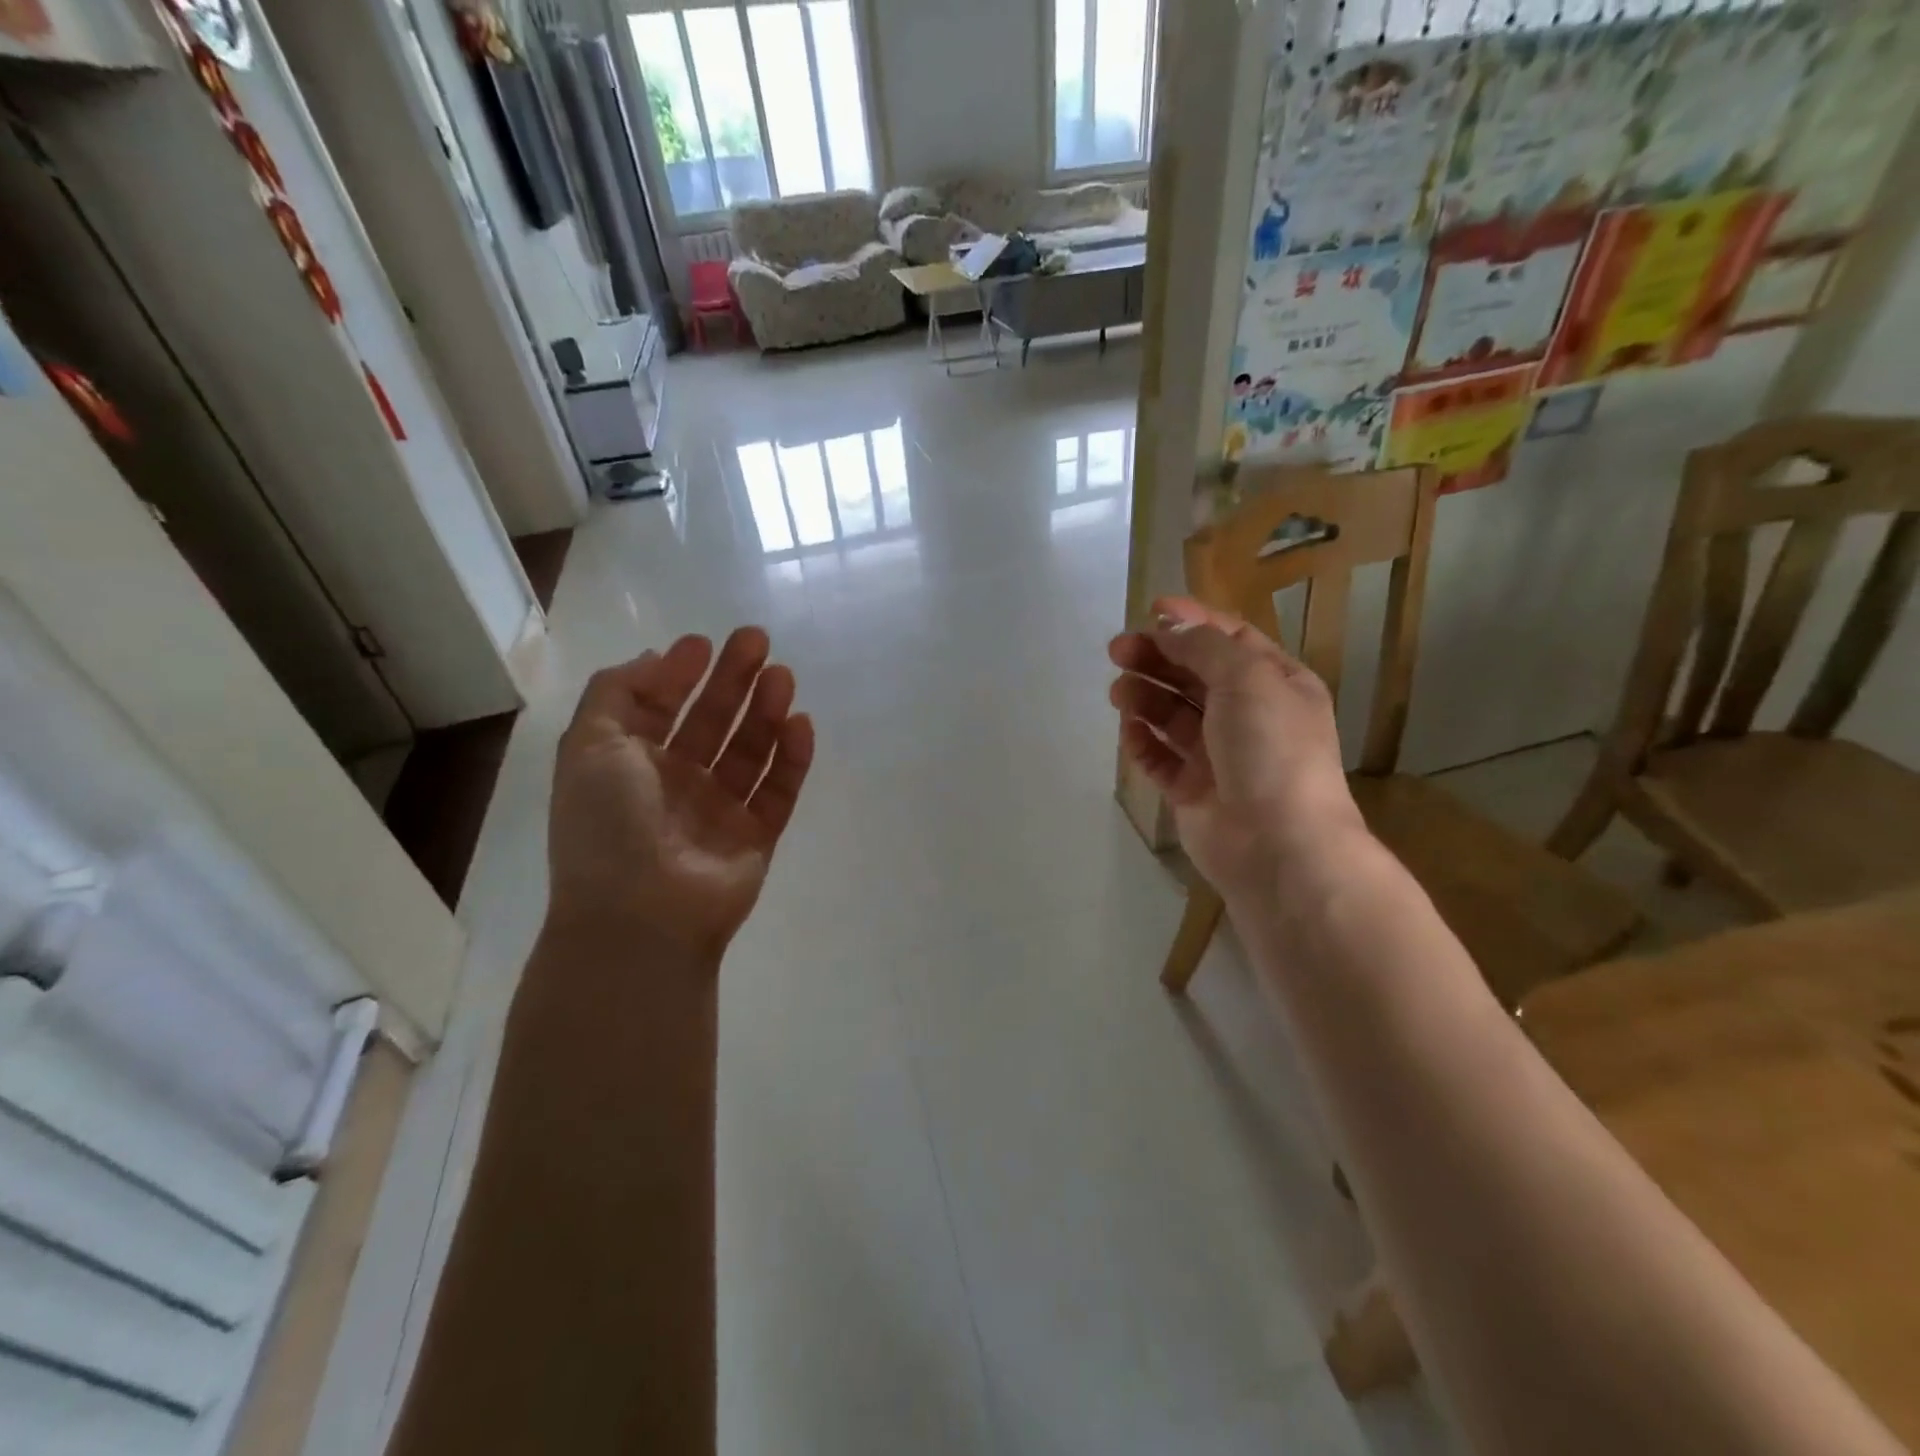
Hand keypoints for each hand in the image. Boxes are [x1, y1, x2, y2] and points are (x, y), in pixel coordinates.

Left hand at [546, 628, 813, 962]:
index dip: (680, 673)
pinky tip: (799, 724)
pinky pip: (779, 790)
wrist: (641, 917)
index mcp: (630, 764)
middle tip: (758, 641)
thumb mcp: (589, 745)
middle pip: (711, 721)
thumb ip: (616, 692)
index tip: (704, 643)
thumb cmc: (608, 825)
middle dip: (733, 680)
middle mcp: (675, 783)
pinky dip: (791, 758)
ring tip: (783, 677)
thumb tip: (654, 658)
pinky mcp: (756, 836)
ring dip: (765, 711)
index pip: (660, 707)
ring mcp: (719, 811)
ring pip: (749, 751)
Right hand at [1108, 597, 1365, 901]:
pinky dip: (1143, 742)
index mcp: (1276, 683)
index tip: (1149, 610)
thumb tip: (1170, 625)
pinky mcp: (1192, 790)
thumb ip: (1204, 647)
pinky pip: (1160, 758)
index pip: (1229, 640)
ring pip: (1173, 716)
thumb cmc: (1271, 749)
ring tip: (1118, 692)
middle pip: (1194, 676)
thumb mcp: (1247, 679)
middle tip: (1117, 651)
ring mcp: (1218, 755)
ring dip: (1145, 697)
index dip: (1191, 622)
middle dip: (1157, 658)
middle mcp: (1248, 715)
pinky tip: (1128, 730)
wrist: (1278, 844)